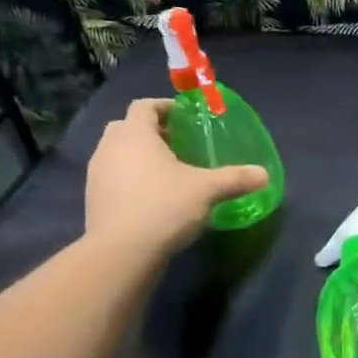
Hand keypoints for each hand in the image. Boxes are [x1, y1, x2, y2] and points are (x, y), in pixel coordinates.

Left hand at [84, 99, 267, 251]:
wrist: (121, 251)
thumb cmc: (164, 206)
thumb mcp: (207, 190)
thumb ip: (235, 178)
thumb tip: (264, 174)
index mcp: (135, 134)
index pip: (145, 106)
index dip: (165, 107)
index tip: (186, 118)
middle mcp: (110, 147)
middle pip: (128, 127)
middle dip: (153, 132)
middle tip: (179, 145)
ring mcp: (97, 173)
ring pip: (119, 153)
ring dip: (140, 156)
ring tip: (168, 172)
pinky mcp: (93, 198)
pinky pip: (114, 177)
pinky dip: (131, 178)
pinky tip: (153, 197)